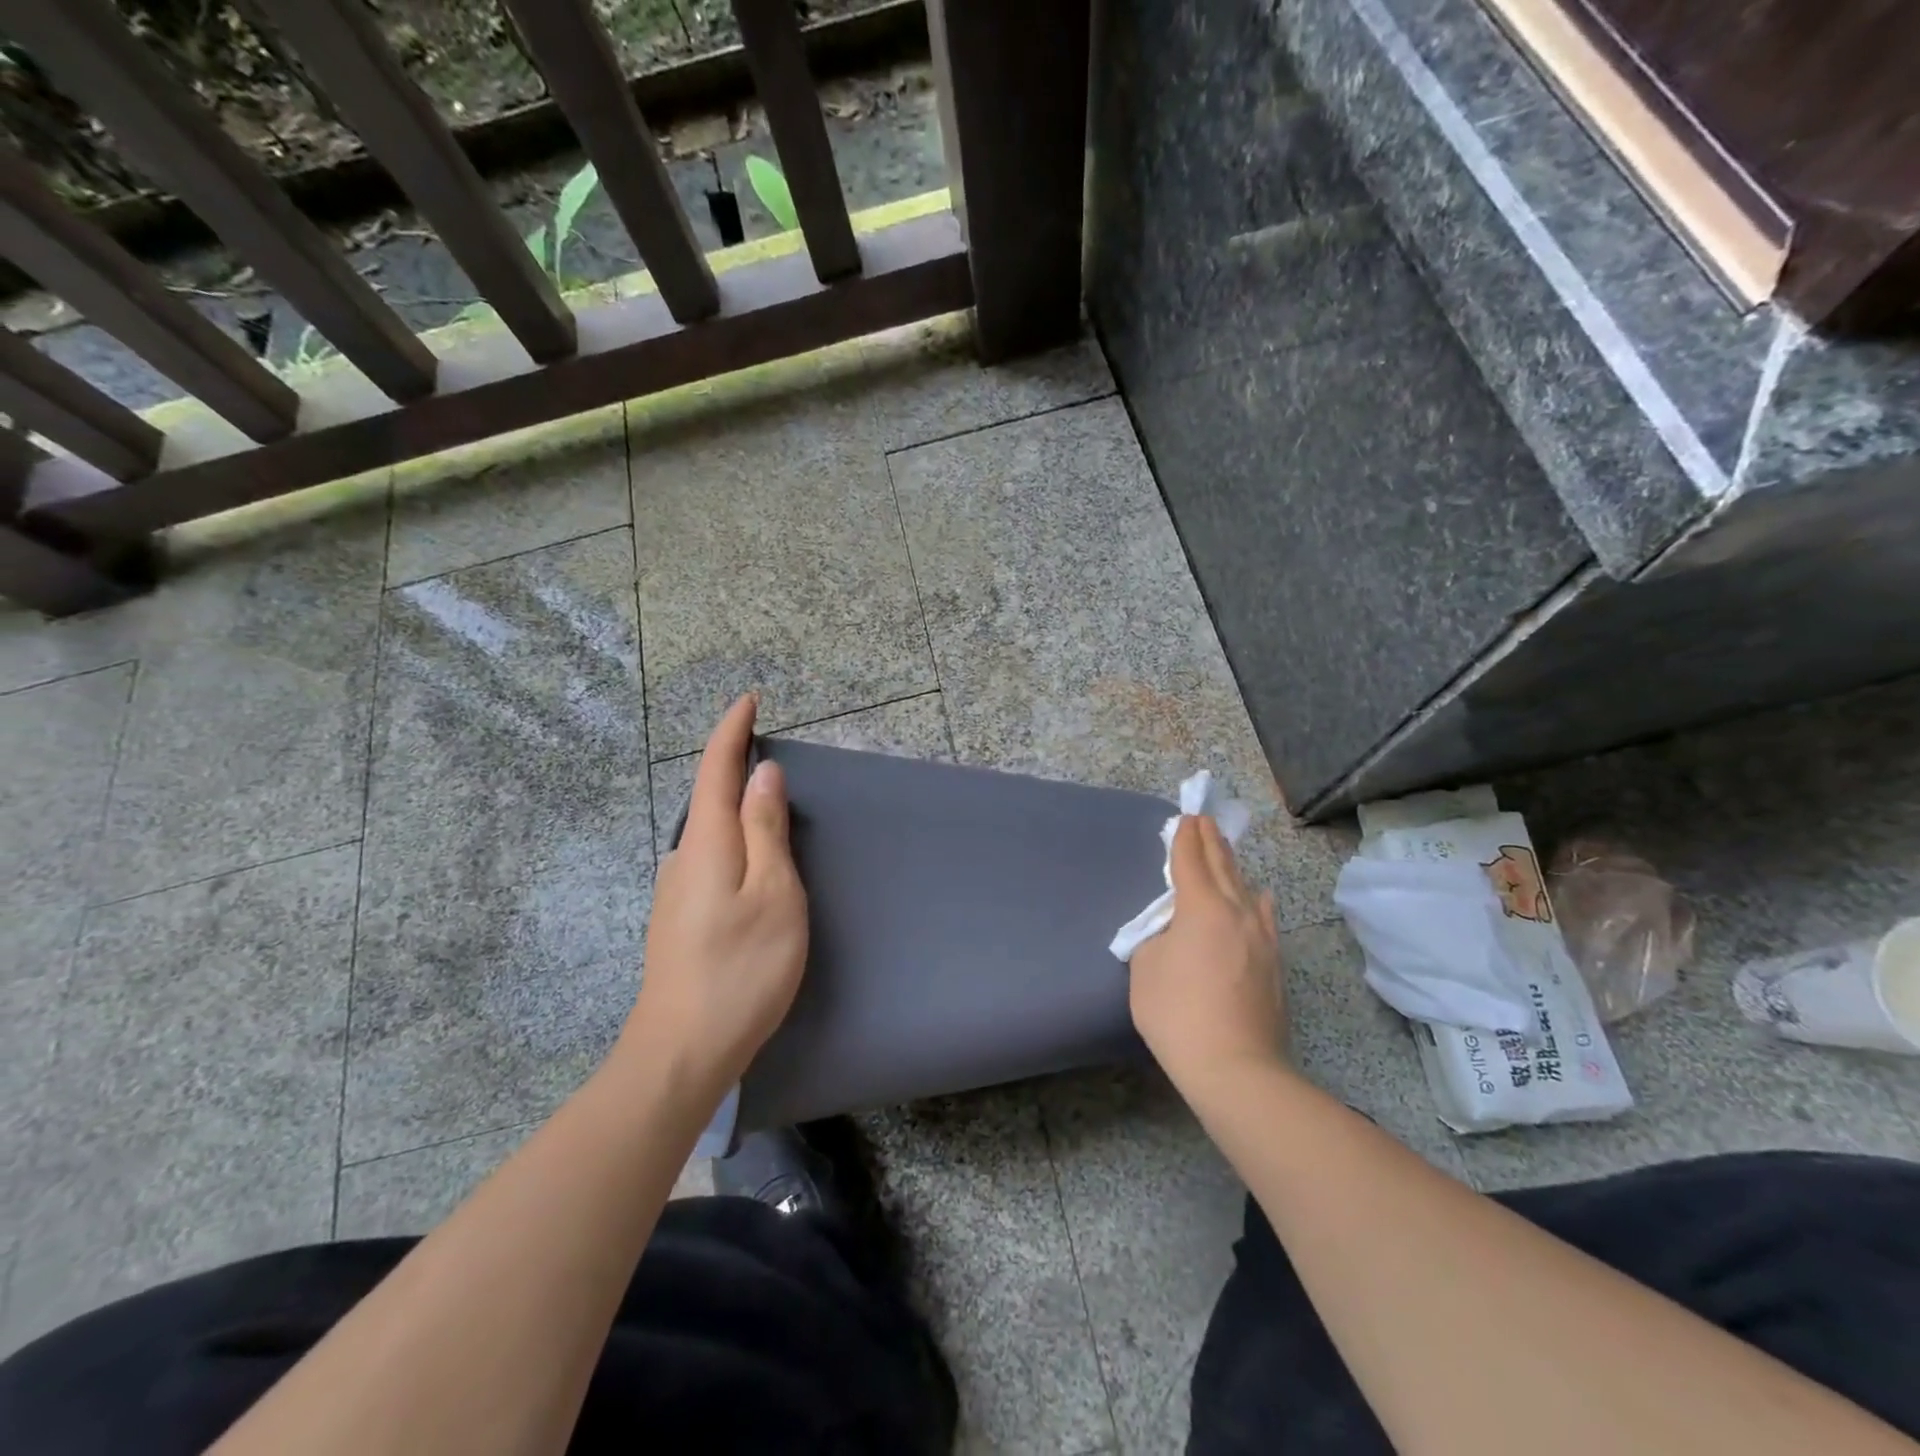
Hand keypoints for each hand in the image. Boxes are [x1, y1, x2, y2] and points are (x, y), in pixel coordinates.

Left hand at [625, 696, 807, 1090]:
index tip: (748, 701)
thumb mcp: (773, 893)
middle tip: (761, 744)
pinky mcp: (678, 919)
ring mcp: (675, 892)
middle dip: (732, 765)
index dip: (732, 732)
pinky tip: (748, 863)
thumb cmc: (741, 969)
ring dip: (733, 805)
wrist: (681, 1053)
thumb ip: (767, 831)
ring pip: (708, 832)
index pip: (716, 770)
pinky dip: (731, 840)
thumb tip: (763, 775)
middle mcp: (683, 859)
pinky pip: (709, 859)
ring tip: (764, 800)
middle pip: (708, 798)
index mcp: (707, 844)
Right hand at [1130, 815, 1285, 1092]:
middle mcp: (1236, 911)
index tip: (1185, 817)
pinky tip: (1260, 896)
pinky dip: (1256, 898)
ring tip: (1224, 850)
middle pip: (1222, 865)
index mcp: (1201, 908)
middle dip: (1211, 840)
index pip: (1191, 860)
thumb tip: (1175, 933)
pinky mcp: (1273, 961)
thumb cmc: (1178, 1014)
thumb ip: (1157, 938)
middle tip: (1203, 819)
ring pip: (1245, 887)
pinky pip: (1264, 915)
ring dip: (1232, 865)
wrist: (1235, 1067)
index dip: (1185, 837)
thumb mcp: (1145, 969)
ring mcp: (1261, 936)